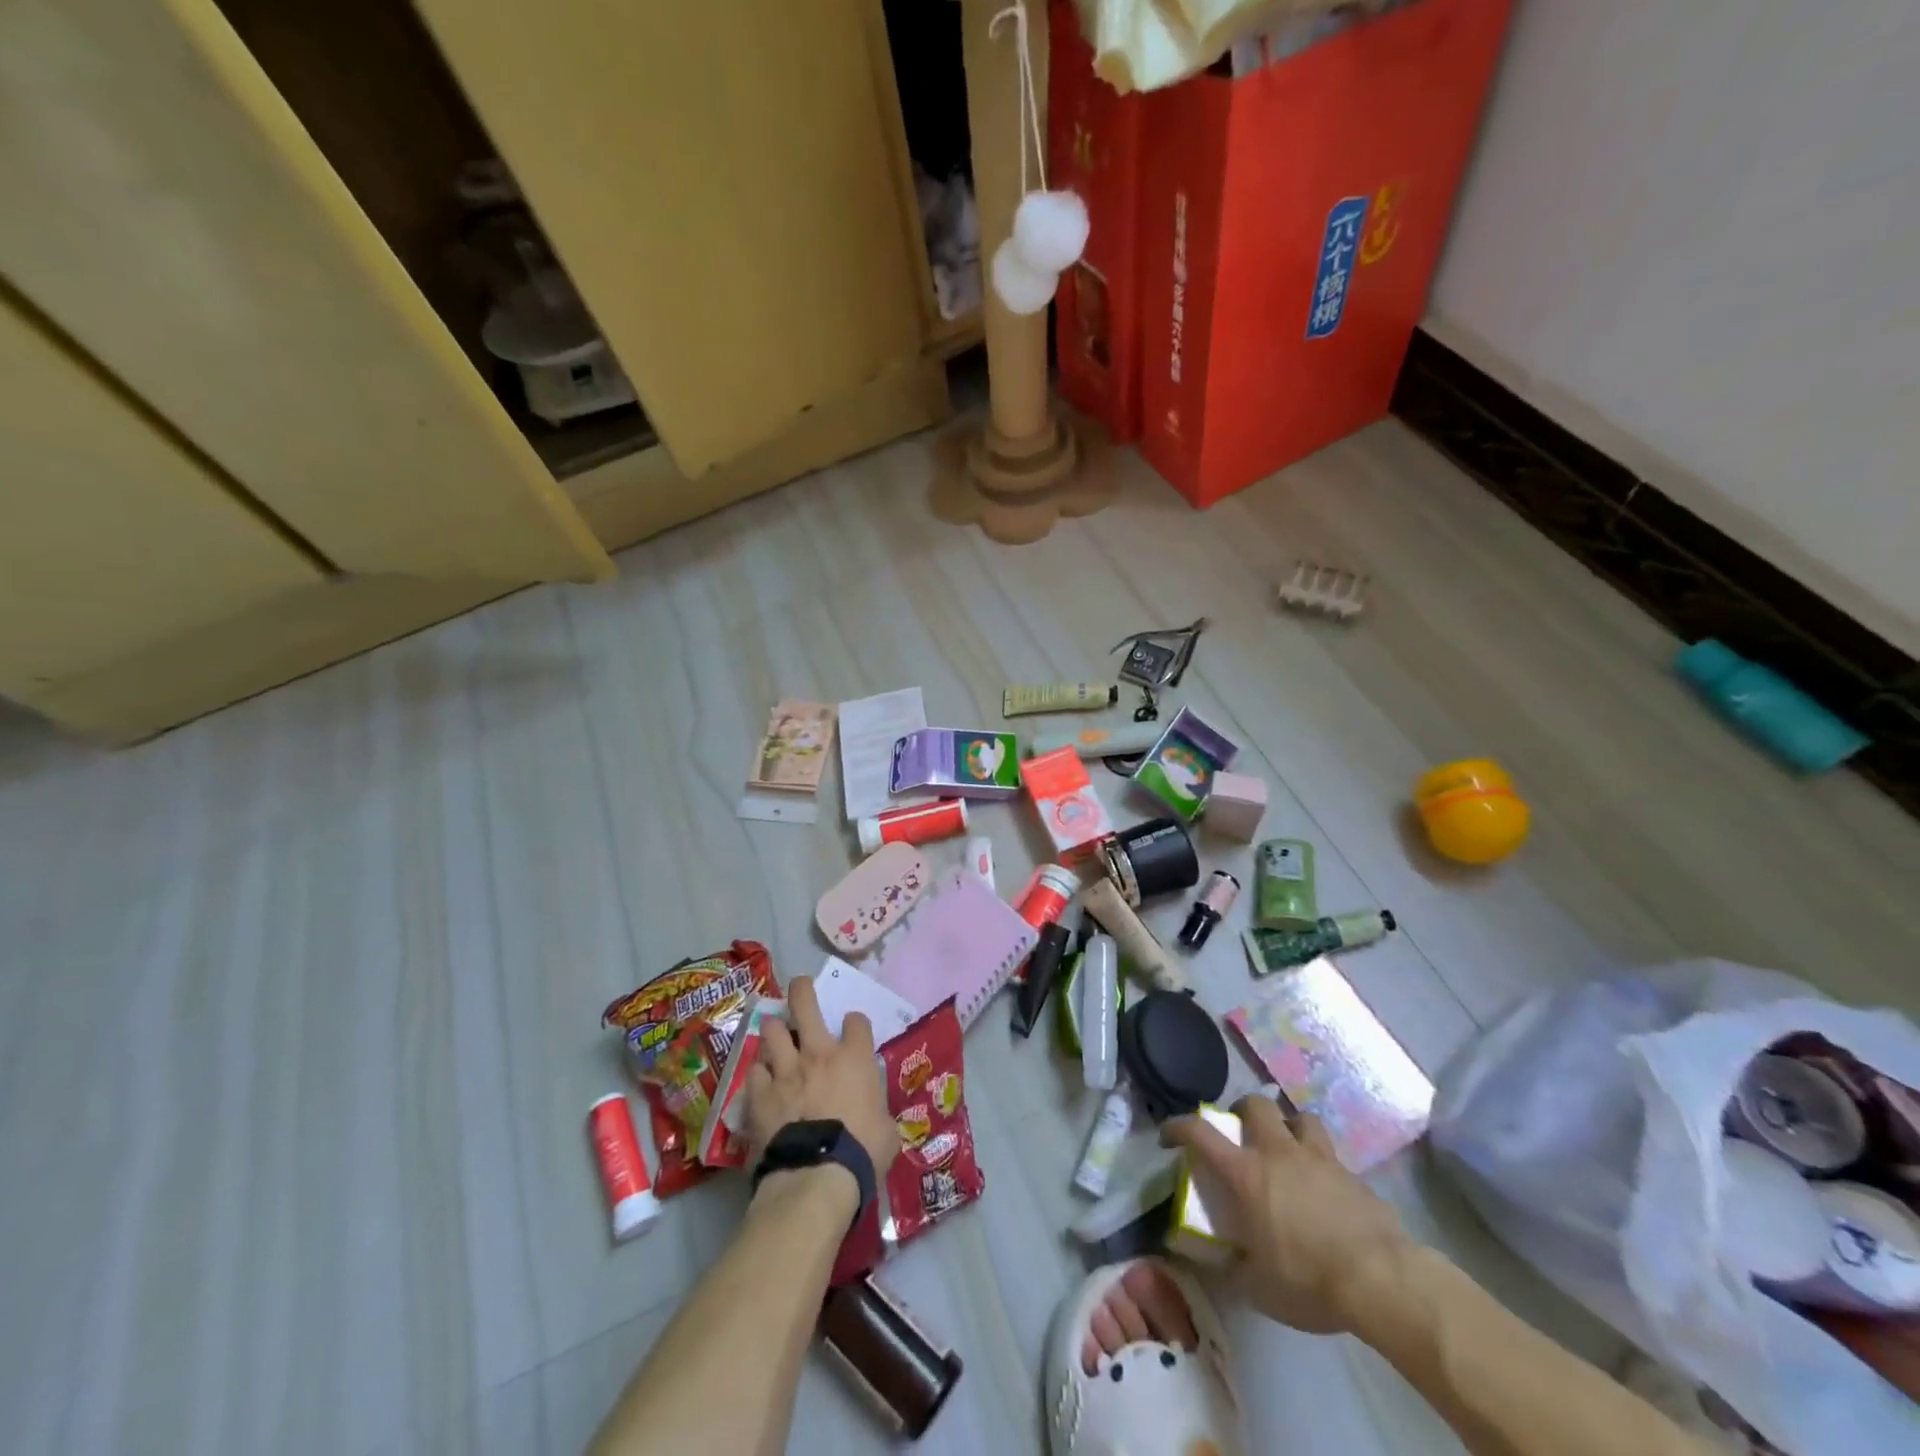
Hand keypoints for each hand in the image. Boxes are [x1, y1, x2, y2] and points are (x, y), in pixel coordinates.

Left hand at [745, 974, 899, 1186]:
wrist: (816, 1177)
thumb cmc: (862, 1153)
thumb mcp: (886, 1130)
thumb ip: (877, 1110)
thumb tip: (874, 1114)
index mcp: (854, 1058)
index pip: (857, 1021)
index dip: (855, 1025)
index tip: (853, 1033)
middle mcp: (818, 1053)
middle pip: (805, 1002)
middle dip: (802, 990)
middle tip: (800, 988)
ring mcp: (785, 1070)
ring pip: (772, 1029)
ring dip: (775, 1031)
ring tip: (776, 1037)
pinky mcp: (760, 1093)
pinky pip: (755, 1070)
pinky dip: (760, 1073)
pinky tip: (762, 1081)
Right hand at [1162, 1095, 1413, 1334]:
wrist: (1381, 1280)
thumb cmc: (1308, 1280)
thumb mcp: (1258, 1286)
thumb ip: (1230, 1266)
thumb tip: (1208, 1258)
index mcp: (1246, 1174)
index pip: (1200, 1132)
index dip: (1179, 1126)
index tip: (1170, 1135)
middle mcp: (1279, 1153)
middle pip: (1256, 1104)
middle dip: (1245, 1112)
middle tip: (1243, 1134)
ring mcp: (1319, 1159)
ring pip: (1301, 1118)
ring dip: (1290, 1128)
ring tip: (1289, 1150)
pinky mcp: (1353, 1175)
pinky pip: (1332, 1156)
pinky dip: (1324, 1165)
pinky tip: (1327, 1191)